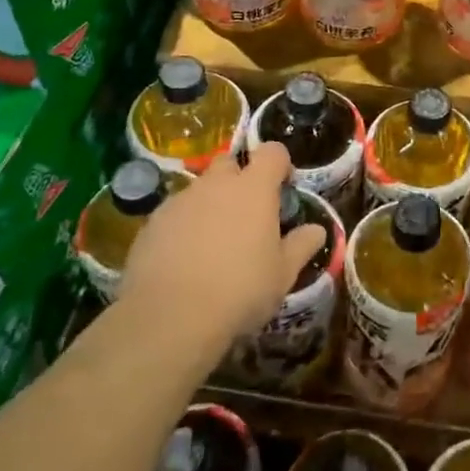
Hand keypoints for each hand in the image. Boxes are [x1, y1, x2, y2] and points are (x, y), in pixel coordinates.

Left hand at [112, 144, 326, 355]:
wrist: (170, 318)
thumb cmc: (240, 290)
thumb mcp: (283, 274)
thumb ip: (301, 246)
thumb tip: (318, 230)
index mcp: (254, 188)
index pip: (272, 152)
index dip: (279, 163)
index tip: (283, 186)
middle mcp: (216, 184)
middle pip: (229, 162)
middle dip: (238, 178)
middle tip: (245, 213)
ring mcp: (180, 201)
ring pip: (199, 189)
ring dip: (209, 204)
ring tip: (212, 243)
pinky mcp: (151, 223)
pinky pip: (174, 214)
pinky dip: (183, 227)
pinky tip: (184, 260)